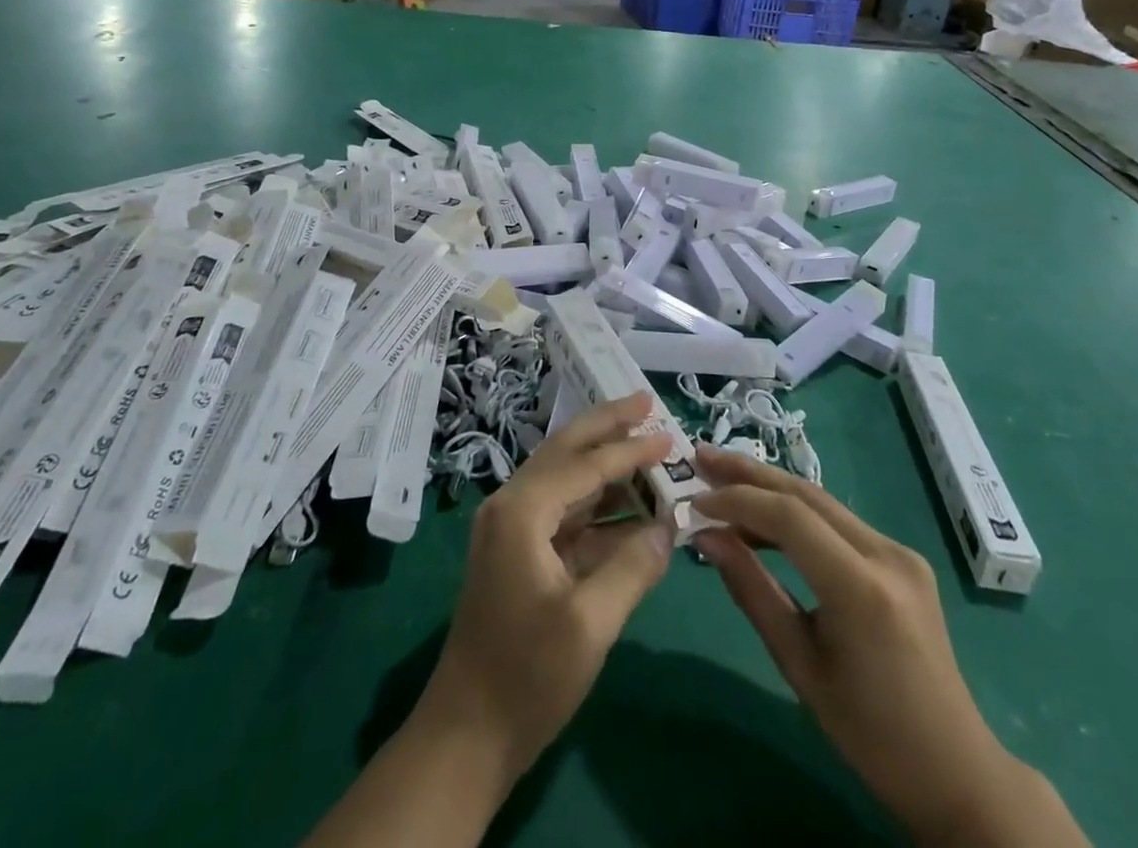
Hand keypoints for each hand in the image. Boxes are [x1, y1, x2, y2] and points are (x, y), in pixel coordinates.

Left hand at [417, 394, 675, 782]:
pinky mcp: (519, 554)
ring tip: (645, 445)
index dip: (630, 449)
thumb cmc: (527, 677)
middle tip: (645, 402)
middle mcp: (512, 505)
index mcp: (522, 511)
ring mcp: (512, 529)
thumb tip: (671, 526)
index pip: (585, 464)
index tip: (668, 435)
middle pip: (566, 450)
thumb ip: (634, 566)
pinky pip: (563, 512)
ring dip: (604, 463)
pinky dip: (597, 504)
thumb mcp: (591, 623)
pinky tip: (630, 506)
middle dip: (606, 425)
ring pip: (564, 478)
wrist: (466, 734)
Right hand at [693, 448, 1085, 845]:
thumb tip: (706, 537)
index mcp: (862, 588)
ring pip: (821, 501)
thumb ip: (752, 590)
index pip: (789, 517)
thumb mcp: (799, 665)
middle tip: (700, 457)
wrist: (955, 768)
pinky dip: (795, 513)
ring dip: (769, 488)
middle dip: (748, 473)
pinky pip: (837, 521)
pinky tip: (763, 517)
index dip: (737, 501)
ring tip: (720, 478)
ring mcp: (898, 551)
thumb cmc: (870, 733)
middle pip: (806, 494)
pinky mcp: (900, 556)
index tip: (694, 501)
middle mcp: (886, 554)